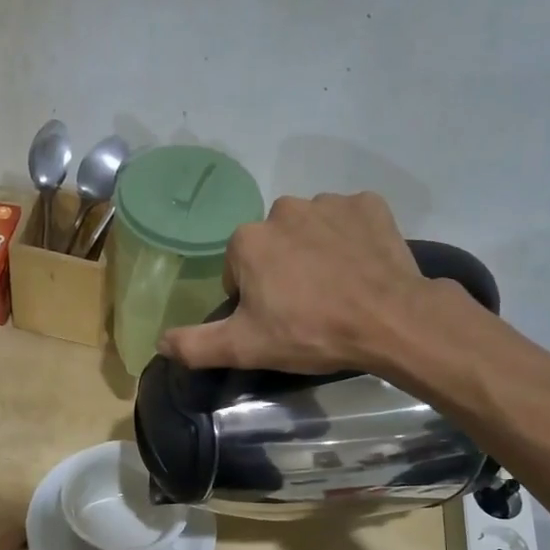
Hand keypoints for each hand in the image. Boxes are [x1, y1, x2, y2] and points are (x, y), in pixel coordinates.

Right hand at [156, 192, 436, 373]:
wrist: (389, 320)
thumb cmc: (310, 332)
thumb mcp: (245, 347)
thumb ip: (195, 345)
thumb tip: (159, 342)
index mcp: (248, 241)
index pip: (239, 269)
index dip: (254, 298)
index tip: (276, 321)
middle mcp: (283, 209)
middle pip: (273, 245)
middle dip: (283, 270)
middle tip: (307, 308)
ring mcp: (330, 202)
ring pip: (310, 230)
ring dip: (316, 252)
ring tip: (337, 289)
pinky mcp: (369, 205)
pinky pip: (350, 220)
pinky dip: (351, 239)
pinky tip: (361, 268)